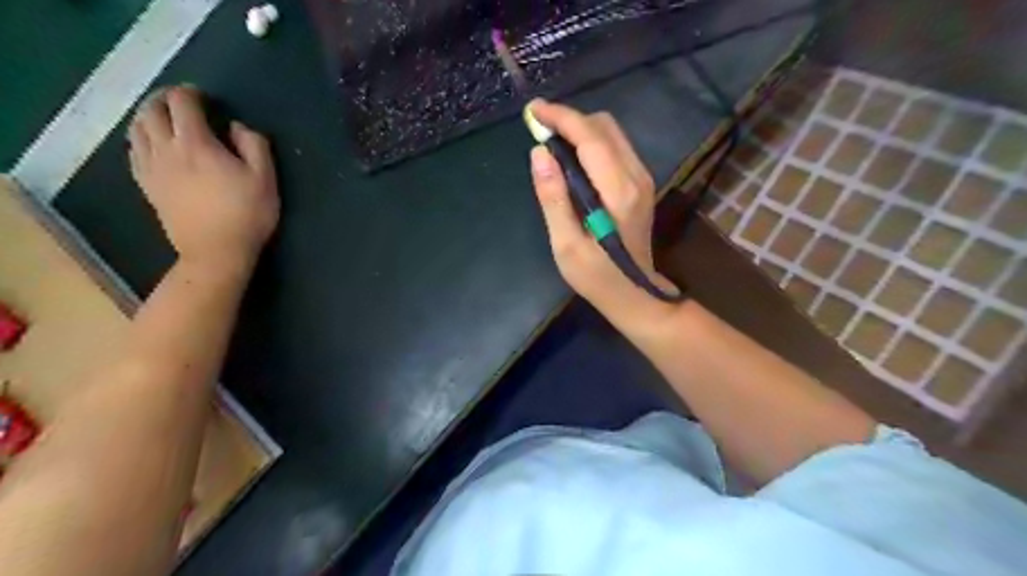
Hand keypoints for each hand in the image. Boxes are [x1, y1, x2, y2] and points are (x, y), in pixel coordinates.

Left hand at [127, 85, 279, 269]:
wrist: (216, 252)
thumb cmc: (246, 215)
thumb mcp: (265, 179)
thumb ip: (254, 145)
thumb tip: (237, 127)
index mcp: (196, 144)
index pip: (182, 103)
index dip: (191, 93)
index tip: (205, 97)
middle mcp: (165, 149)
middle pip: (151, 110)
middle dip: (164, 100)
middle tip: (181, 103)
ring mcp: (151, 168)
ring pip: (136, 129)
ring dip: (148, 116)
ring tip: (164, 119)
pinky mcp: (147, 186)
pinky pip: (133, 152)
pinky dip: (140, 139)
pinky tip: (151, 145)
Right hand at [528, 99, 680, 327]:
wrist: (635, 294)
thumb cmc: (596, 276)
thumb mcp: (566, 245)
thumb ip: (553, 198)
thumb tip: (539, 153)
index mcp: (618, 192)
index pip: (591, 137)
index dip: (561, 118)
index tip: (533, 111)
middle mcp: (636, 177)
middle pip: (604, 127)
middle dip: (570, 120)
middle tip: (539, 130)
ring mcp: (642, 179)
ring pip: (612, 134)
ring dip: (580, 129)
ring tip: (551, 142)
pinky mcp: (641, 184)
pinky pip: (615, 148)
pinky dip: (591, 143)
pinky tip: (572, 159)